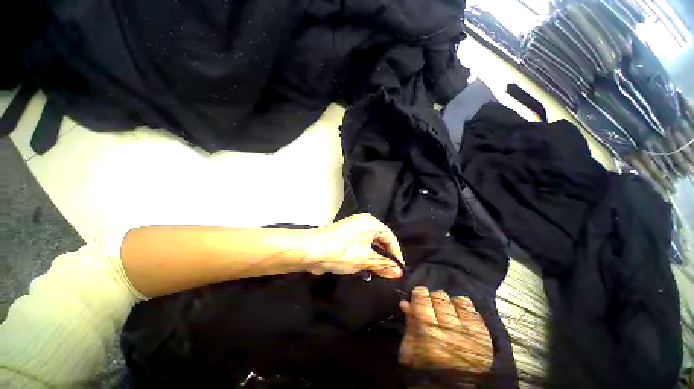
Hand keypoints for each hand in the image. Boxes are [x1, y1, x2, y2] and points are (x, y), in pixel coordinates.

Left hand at [305, 213, 404, 278]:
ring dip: (374, 257)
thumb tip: (398, 272)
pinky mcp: (344, 235)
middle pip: (379, 240)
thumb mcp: (366, 260)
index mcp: (370, 222)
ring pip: (369, 244)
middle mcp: (362, 222)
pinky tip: (364, 267)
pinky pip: (360, 245)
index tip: (399, 270)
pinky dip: (363, 255)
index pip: (390, 238)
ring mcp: (352, 228)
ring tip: (377, 272)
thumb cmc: (342, 252)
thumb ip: (383, 265)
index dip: (396, 254)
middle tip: (388, 272)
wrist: (311, 250)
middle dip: (384, 256)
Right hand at [399, 286, 492, 373]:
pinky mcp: (486, 340)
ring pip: (458, 301)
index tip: (418, 292)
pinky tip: (459, 315)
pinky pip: (473, 312)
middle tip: (431, 303)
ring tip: (446, 310)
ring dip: (449, 303)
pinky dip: (464, 309)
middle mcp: (452, 335)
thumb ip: (410, 325)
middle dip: (433, 298)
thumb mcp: (410, 352)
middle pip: (441, 298)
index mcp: (431, 339)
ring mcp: (472, 337)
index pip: (424, 303)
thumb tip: (406, 302)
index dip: (420, 293)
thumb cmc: (427, 372)